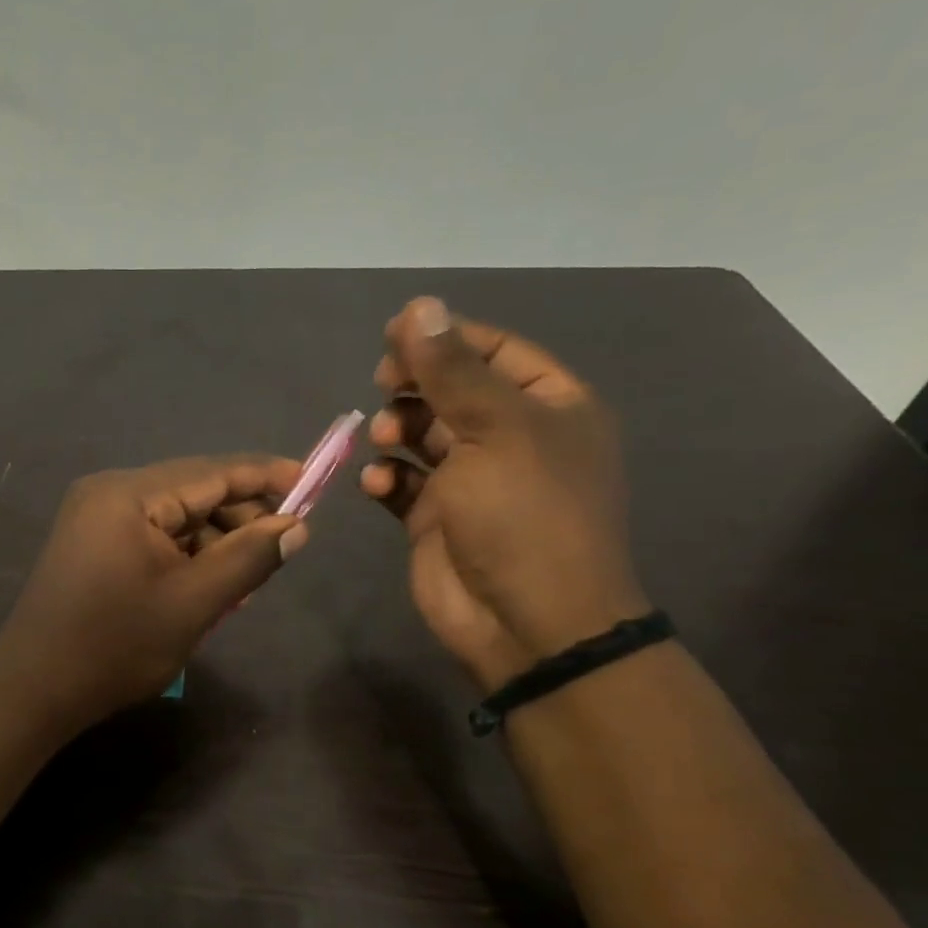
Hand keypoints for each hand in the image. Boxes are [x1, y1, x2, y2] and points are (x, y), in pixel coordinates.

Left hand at [0, 454, 308, 732]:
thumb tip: (296, 527)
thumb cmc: (115, 646)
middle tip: (279, 552)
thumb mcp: (193, 603)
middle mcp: (109, 492)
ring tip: (245, 582)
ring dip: (213, 542)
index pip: (212, 472)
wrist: (32, 691)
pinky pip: (152, 536)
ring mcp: (95, 517)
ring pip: (174, 517)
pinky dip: (184, 555)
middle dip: (239, 519)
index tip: (312, 483)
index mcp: (129, 494)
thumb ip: (249, 557)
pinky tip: (207, 586)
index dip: (265, 476)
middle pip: (193, 492)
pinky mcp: (91, 543)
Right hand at [361, 296, 647, 690]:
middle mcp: (511, 438)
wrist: (525, 621)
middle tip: (384, 384)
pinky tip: (379, 486)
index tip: (393, 334)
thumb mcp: (495, 429)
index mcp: (548, 406)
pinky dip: (386, 478)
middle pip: (452, 389)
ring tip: (386, 442)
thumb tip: (419, 306)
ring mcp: (471, 480)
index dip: (444, 337)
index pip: (493, 350)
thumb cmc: (524, 514)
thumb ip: (452, 369)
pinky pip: (402, 482)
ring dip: (396, 430)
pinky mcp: (435, 517)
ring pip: (421, 434)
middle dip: (414, 385)